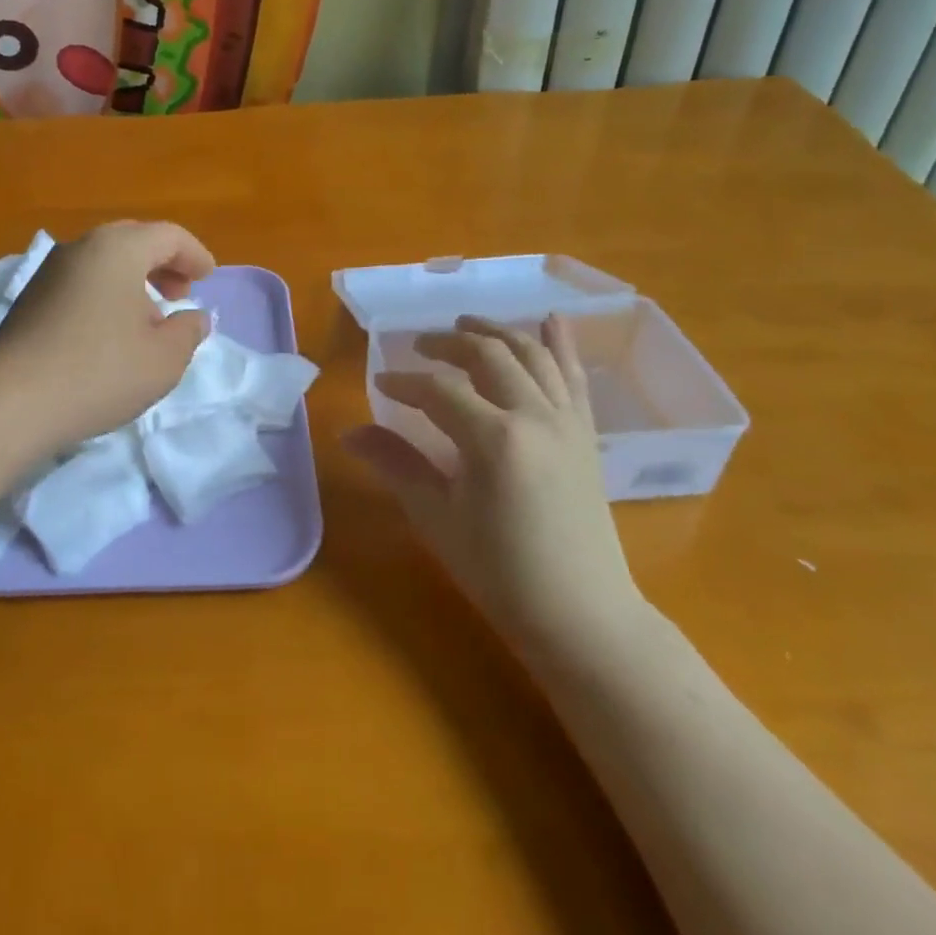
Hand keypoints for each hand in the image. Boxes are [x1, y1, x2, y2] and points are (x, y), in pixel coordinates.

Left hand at [0, 220, 214, 448]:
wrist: (13, 402)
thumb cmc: (101, 372)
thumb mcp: (164, 358)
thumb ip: (188, 331)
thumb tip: (194, 317)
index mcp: (118, 249)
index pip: (168, 235)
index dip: (195, 255)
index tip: (208, 278)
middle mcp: (81, 248)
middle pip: (132, 241)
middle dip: (163, 263)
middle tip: (181, 293)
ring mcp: (49, 272)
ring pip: (103, 262)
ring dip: (133, 280)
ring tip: (149, 318)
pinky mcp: (30, 300)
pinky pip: (80, 282)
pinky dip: (106, 294)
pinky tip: (110, 332)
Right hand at [345, 315, 641, 656]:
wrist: (581, 614)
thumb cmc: (500, 571)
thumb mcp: (437, 518)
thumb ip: (395, 465)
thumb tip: (349, 432)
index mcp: (495, 439)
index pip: (439, 390)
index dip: (404, 381)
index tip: (380, 383)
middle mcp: (535, 416)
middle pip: (488, 355)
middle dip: (449, 343)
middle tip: (420, 345)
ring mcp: (568, 422)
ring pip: (531, 355)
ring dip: (496, 332)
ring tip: (467, 324)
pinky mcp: (586, 434)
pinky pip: (573, 376)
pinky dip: (559, 344)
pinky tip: (550, 320)